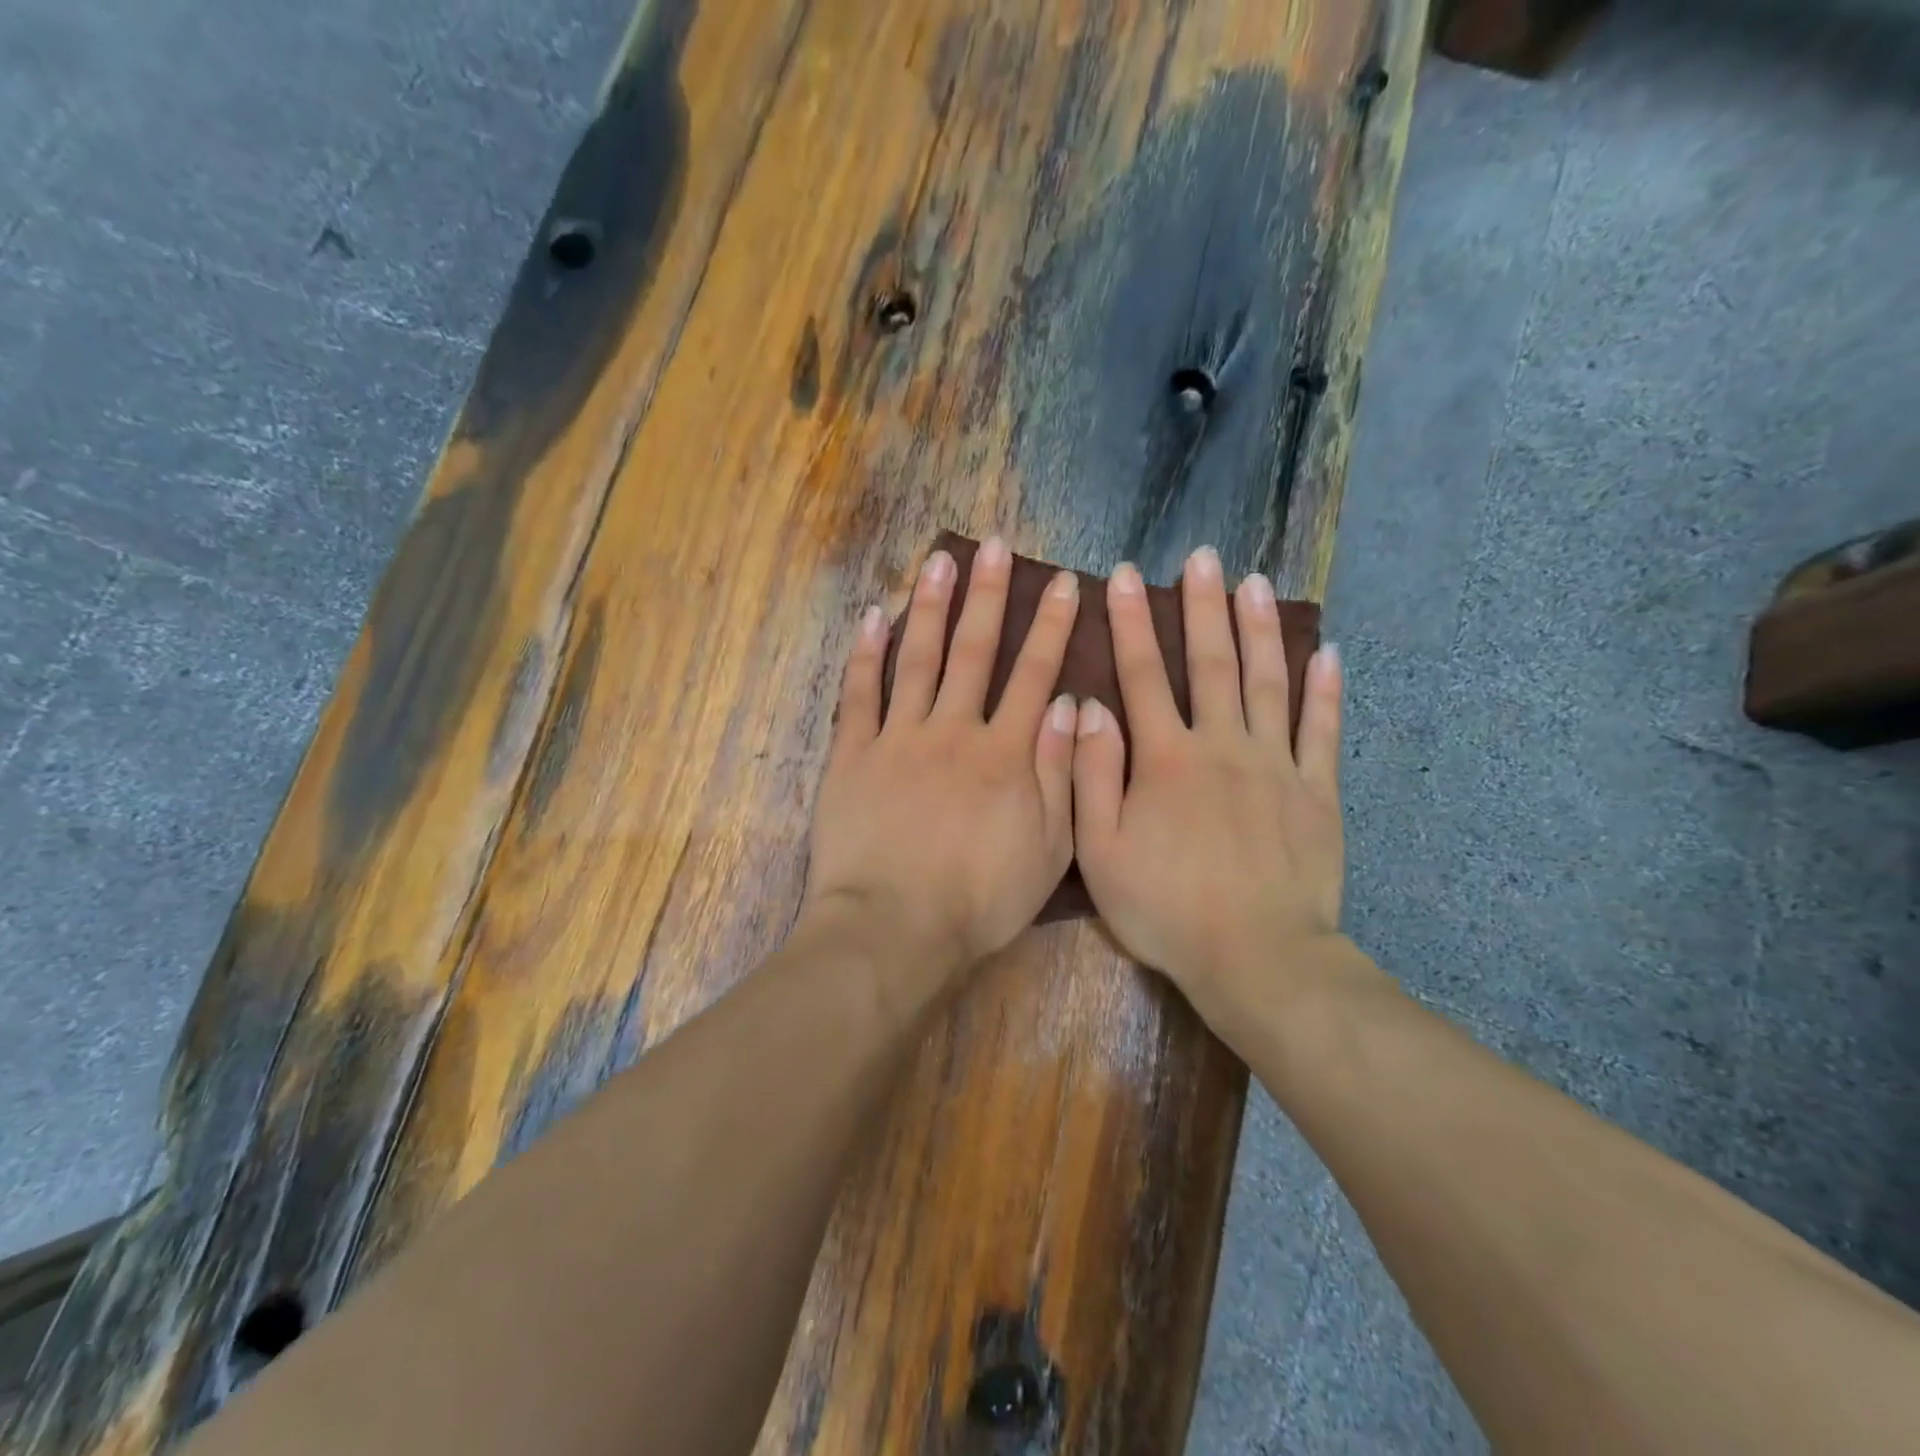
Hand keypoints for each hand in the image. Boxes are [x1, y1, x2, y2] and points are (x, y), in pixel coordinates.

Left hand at [803, 538, 1080, 981]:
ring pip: (918, 658)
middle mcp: (953, 730)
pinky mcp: (853, 755)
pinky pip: (859, 694)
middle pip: (974, 651)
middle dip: (988, 596)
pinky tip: (873, 616)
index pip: (1033, 675)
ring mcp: (898, 738)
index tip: (1063, 584)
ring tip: (939, 561)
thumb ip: (1060, 772)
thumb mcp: (1048, 848)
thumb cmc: (980, 899)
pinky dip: (865, 654)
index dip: (1050, 627)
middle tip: (994, 547)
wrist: (895, 928)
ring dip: (930, 607)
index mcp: (1004, 753)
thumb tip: (1068, 703)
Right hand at [1071, 547, 1344, 1005]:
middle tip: (1203, 556)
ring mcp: (1277, 765)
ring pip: (1268, 682)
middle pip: (1212, 663)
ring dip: (1260, 629)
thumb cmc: (1166, 908)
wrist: (1256, 957)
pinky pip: (1323, 730)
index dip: (1131, 621)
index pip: (1143, 674)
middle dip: (1202, 606)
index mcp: (1166, 758)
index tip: (1123, 575)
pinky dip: (1326, 690)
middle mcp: (1222, 745)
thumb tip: (1088, 708)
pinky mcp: (1317, 791)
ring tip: (1256, 582)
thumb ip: (1092, 776)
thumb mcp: (1100, 851)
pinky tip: (1328, 654)